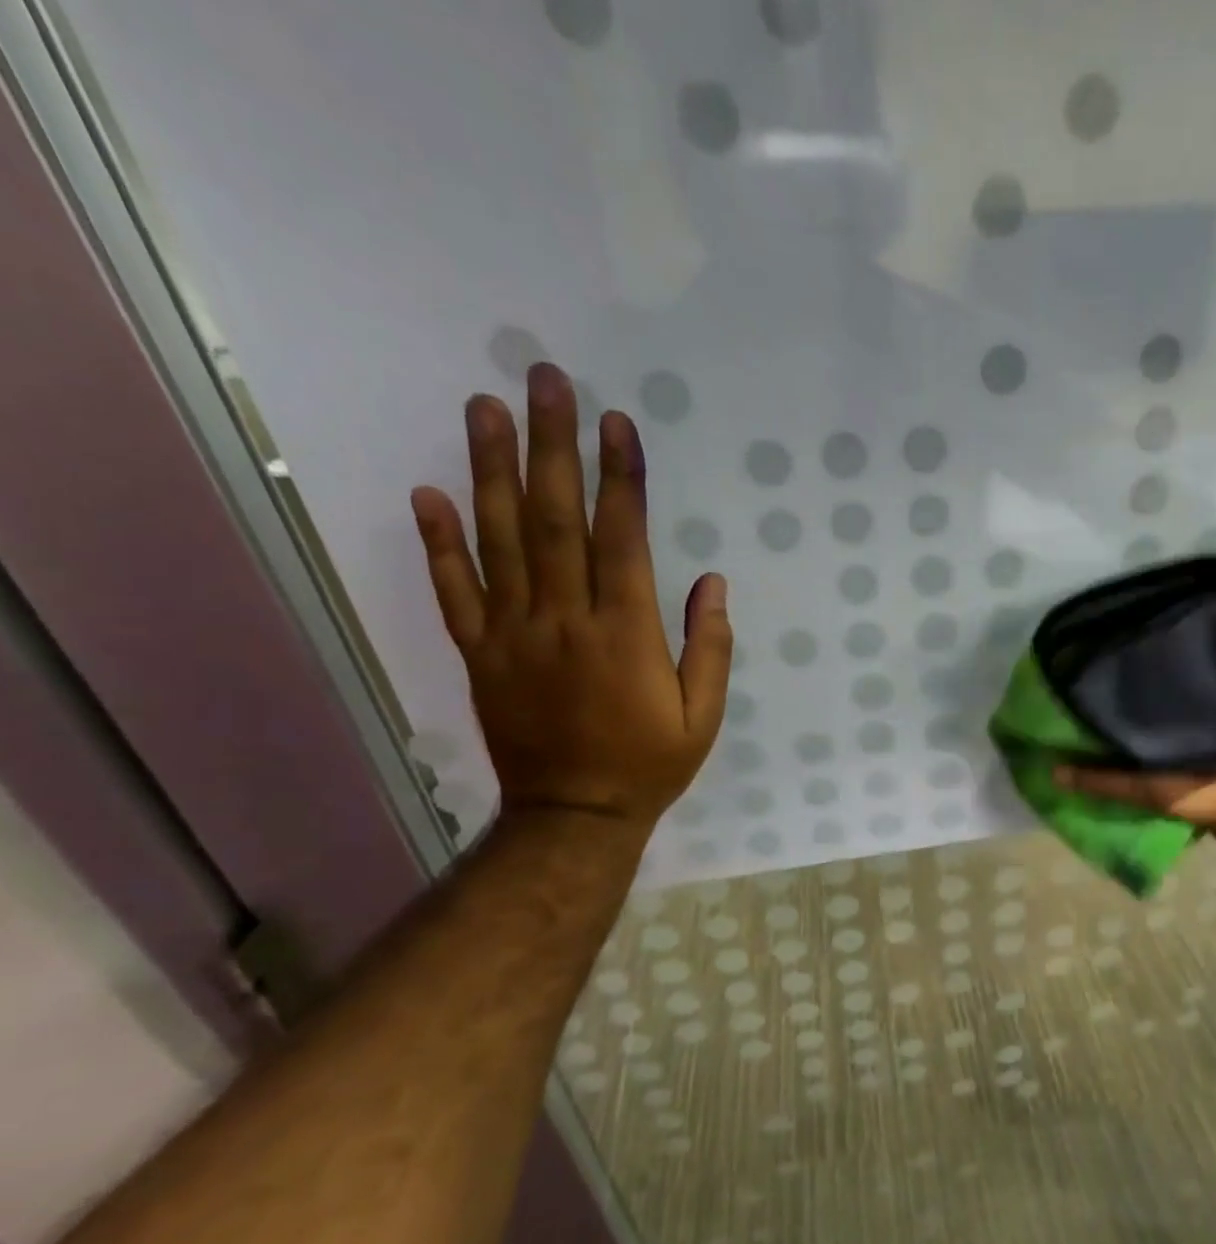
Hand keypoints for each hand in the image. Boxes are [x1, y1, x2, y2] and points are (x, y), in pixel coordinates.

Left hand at [409, 363, 730, 838]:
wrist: (575, 815)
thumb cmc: (649, 763)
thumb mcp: (704, 716)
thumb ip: (710, 648)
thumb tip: (712, 583)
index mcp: (625, 635)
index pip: (621, 540)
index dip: (620, 478)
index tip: (616, 422)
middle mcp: (565, 621)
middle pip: (555, 520)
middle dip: (553, 446)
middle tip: (543, 380)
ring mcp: (514, 635)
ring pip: (499, 541)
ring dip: (492, 471)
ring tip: (484, 408)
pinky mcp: (482, 654)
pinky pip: (454, 593)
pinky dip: (439, 544)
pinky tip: (428, 494)